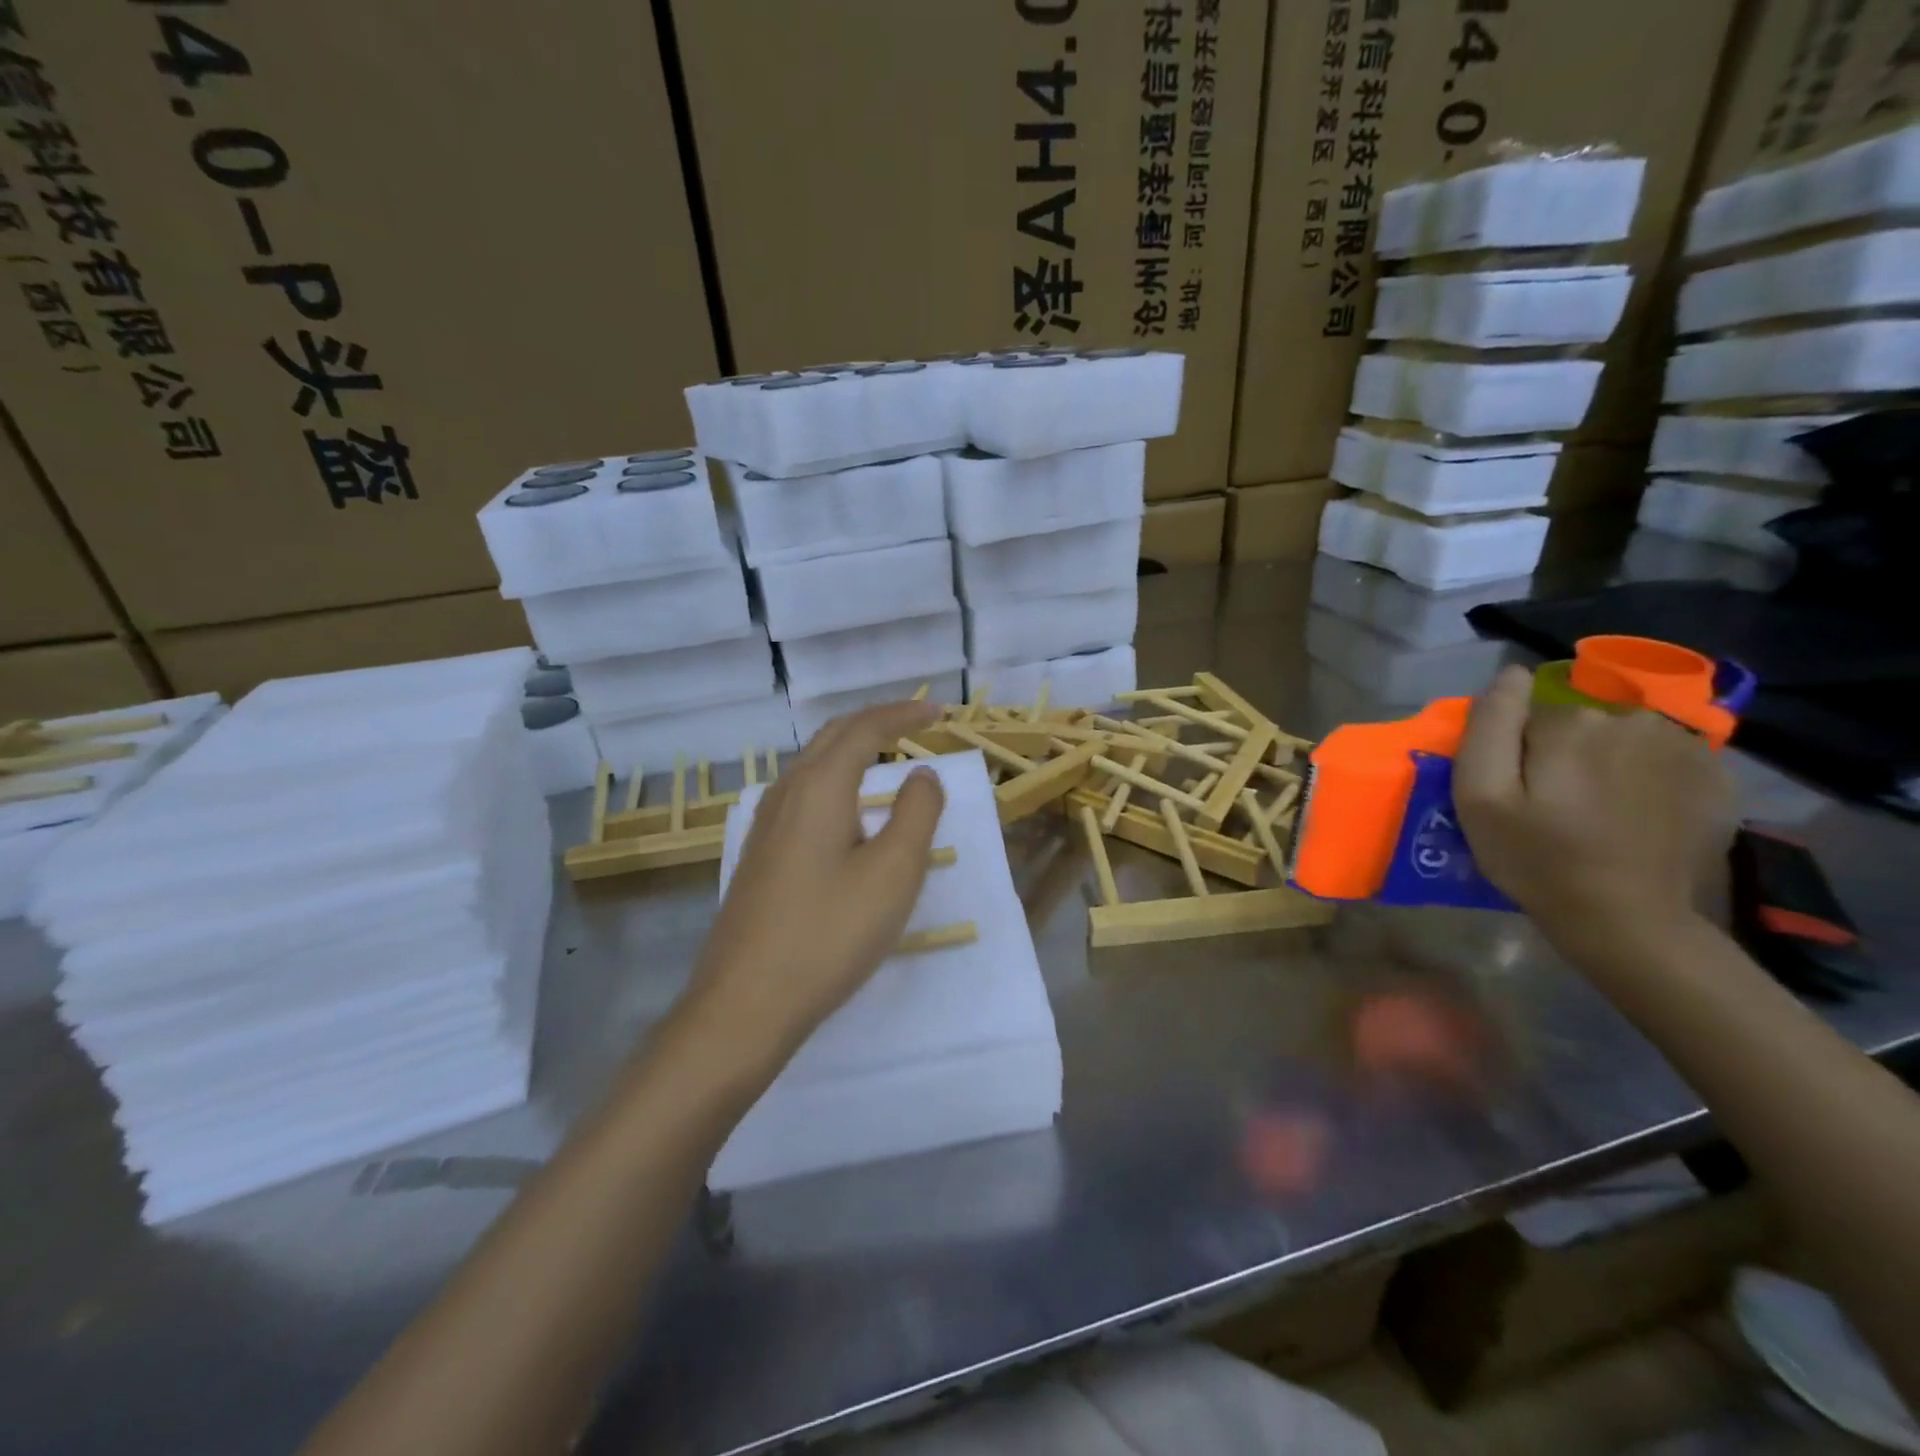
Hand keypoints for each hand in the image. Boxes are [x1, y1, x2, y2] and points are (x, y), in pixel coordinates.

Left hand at [676, 701, 946, 1071]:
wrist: (745, 1003)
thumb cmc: (829, 934)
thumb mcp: (893, 873)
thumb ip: (916, 814)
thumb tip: (921, 774)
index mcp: (820, 788)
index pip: (864, 729)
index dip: (903, 714)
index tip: (938, 711)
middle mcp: (787, 794)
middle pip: (832, 737)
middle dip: (876, 722)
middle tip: (916, 722)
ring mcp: (766, 825)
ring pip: (812, 765)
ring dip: (852, 749)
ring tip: (886, 756)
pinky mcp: (760, 854)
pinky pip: (802, 794)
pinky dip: (835, 779)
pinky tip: (846, 809)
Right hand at [1453, 665, 1732, 953]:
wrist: (1628, 920)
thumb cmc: (1536, 858)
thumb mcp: (1480, 796)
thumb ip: (1489, 726)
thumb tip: (1511, 673)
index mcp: (1570, 723)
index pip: (1526, 717)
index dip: (1515, 754)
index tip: (1517, 795)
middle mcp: (1632, 719)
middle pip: (1577, 724)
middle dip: (1562, 755)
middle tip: (1555, 808)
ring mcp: (1683, 746)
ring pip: (1621, 738)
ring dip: (1607, 763)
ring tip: (1600, 813)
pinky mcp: (1715, 775)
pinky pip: (1664, 758)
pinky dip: (1648, 777)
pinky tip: (1639, 814)